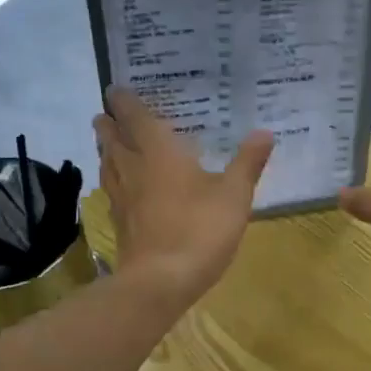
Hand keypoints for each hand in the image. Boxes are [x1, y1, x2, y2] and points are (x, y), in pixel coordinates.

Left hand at [94, 87, 272, 305]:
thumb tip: (264, 132)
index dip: (123, 100)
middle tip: (109, 113)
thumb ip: (248, 162)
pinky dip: (112, 177)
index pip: (133, 116)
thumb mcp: (234, 195)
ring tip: (111, 142)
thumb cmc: (199, 229)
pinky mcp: (119, 221)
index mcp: (157, 151)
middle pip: (111, 137)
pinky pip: (111, 188)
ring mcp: (121, 196)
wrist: (160, 281)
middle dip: (109, 123)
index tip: (115, 88)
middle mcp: (132, 167)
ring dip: (106, 148)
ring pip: (106, 162)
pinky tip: (121, 186)